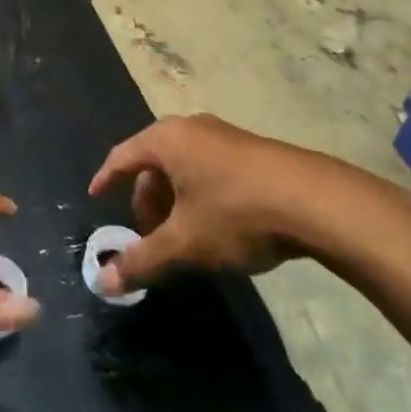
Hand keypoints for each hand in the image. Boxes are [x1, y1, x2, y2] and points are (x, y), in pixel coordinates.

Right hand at [86, 113, 388, 296]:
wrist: (315, 201)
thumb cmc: (236, 213)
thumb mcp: (185, 243)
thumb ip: (142, 261)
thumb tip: (102, 283)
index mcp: (166, 139)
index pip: (122, 156)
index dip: (106, 178)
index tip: (95, 196)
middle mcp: (191, 128)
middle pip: (154, 161)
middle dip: (146, 197)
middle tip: (147, 233)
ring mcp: (224, 135)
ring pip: (184, 165)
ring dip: (174, 198)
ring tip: (182, 234)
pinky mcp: (252, 149)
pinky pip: (210, 167)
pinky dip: (200, 193)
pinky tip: (216, 224)